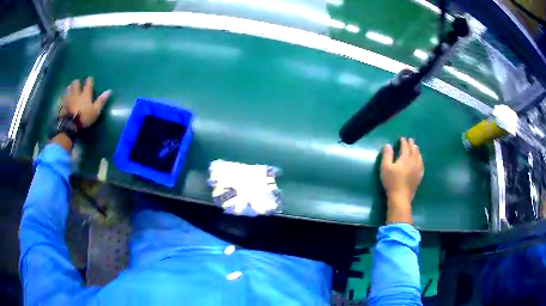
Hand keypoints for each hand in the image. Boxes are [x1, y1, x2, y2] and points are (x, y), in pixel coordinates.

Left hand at [60, 77, 111, 127]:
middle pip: (76, 83)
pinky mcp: (63, 105)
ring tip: (71, 90)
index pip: (88, 82)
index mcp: (85, 93)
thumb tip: (109, 91)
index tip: (90, 79)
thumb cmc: (84, 117)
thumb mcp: (95, 111)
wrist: (71, 125)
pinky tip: (64, 99)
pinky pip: (63, 98)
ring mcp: (68, 98)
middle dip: (77, 82)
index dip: (89, 80)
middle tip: (78, 84)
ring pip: (68, 89)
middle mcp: (76, 93)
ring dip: (70, 88)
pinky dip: (64, 97)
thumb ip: (101, 101)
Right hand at [380, 137, 423, 223]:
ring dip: (417, 151)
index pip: (405, 147)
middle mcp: (413, 162)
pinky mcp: (419, 177)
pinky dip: (421, 160)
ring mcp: (417, 170)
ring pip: (419, 157)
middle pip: (414, 151)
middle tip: (411, 140)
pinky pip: (422, 166)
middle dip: (412, 145)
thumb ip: (387, 155)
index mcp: (405, 159)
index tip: (402, 138)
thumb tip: (388, 145)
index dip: (404, 142)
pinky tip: (420, 161)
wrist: (400, 197)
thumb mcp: (385, 167)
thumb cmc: (391, 182)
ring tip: (416, 148)